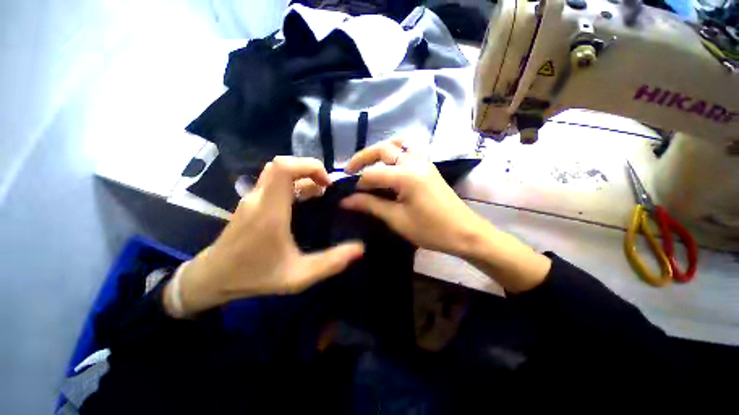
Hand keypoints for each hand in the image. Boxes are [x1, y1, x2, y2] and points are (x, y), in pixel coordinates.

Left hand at [165, 157, 364, 316]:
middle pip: (281, 164)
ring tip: (319, 193)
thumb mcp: (299, 276)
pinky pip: (273, 181)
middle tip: (326, 188)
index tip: (326, 184)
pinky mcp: (251, 202)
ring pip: (277, 171)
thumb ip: (331, 263)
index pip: (284, 168)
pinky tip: (303, 202)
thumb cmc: (255, 276)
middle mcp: (259, 198)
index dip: (309, 166)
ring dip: (301, 176)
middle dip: (308, 169)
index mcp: (270, 211)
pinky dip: (292, 183)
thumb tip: (360, 248)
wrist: (213, 278)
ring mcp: (252, 198)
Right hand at [340, 139, 550, 292]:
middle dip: (363, 157)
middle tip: (349, 170)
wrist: (465, 233)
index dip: (357, 184)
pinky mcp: (428, 167)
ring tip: (368, 165)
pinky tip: (388, 166)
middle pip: (383, 149)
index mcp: (405, 175)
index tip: (347, 195)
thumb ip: (370, 205)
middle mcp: (414, 161)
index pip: (372, 173)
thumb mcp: (397, 219)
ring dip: (380, 151)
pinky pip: (408, 151)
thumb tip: (345, 200)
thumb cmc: (430, 230)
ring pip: (397, 145)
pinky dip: (394, 153)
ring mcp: (424, 161)